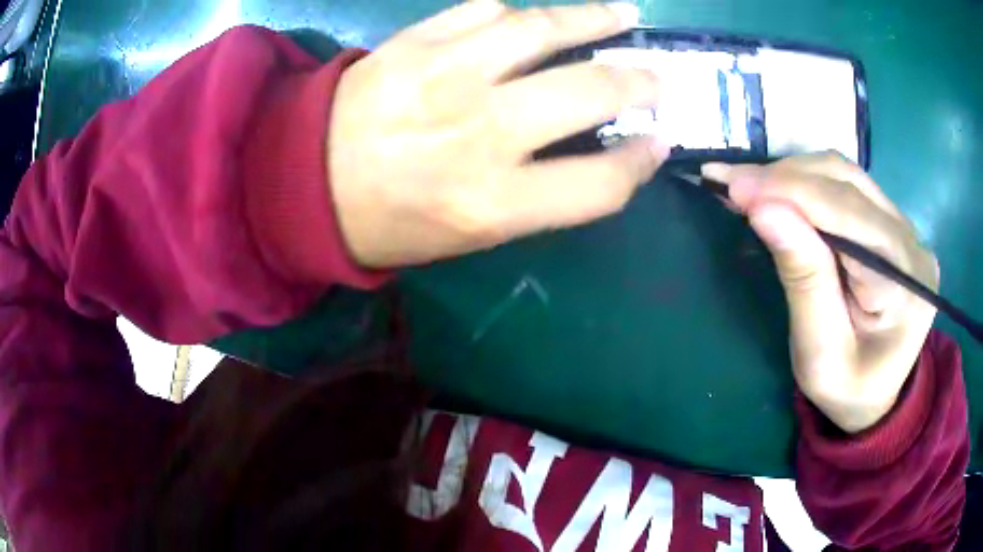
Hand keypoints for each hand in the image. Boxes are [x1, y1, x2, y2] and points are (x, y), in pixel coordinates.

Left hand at [329, 0, 667, 267]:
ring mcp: (446, 75)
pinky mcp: (415, 42)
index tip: (657, 141)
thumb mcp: (467, 235)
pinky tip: (527, 19)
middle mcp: (480, 133)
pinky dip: (515, 12)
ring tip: (622, 16)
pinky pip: (483, 10)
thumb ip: (537, 195)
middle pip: (590, 92)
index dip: (641, 161)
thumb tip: (594, 150)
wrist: (301, 182)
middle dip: (638, 82)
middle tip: (654, 77)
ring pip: (543, 29)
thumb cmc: (387, 220)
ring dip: (594, 20)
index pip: (601, 182)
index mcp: (493, 202)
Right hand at [703, 153, 938, 432]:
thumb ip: (803, 280)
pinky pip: (846, 186)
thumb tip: (764, 210)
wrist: (877, 398)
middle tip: (728, 183)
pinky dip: (805, 183)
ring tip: (746, 186)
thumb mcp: (820, 354)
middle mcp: (911, 242)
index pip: (847, 213)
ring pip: (844, 174)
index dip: (790, 192)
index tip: (731, 186)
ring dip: (792, 175)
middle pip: (846, 182)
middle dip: (784, 177)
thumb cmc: (848, 390)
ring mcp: (904, 227)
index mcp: (904, 282)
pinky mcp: (891, 223)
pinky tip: (777, 191)